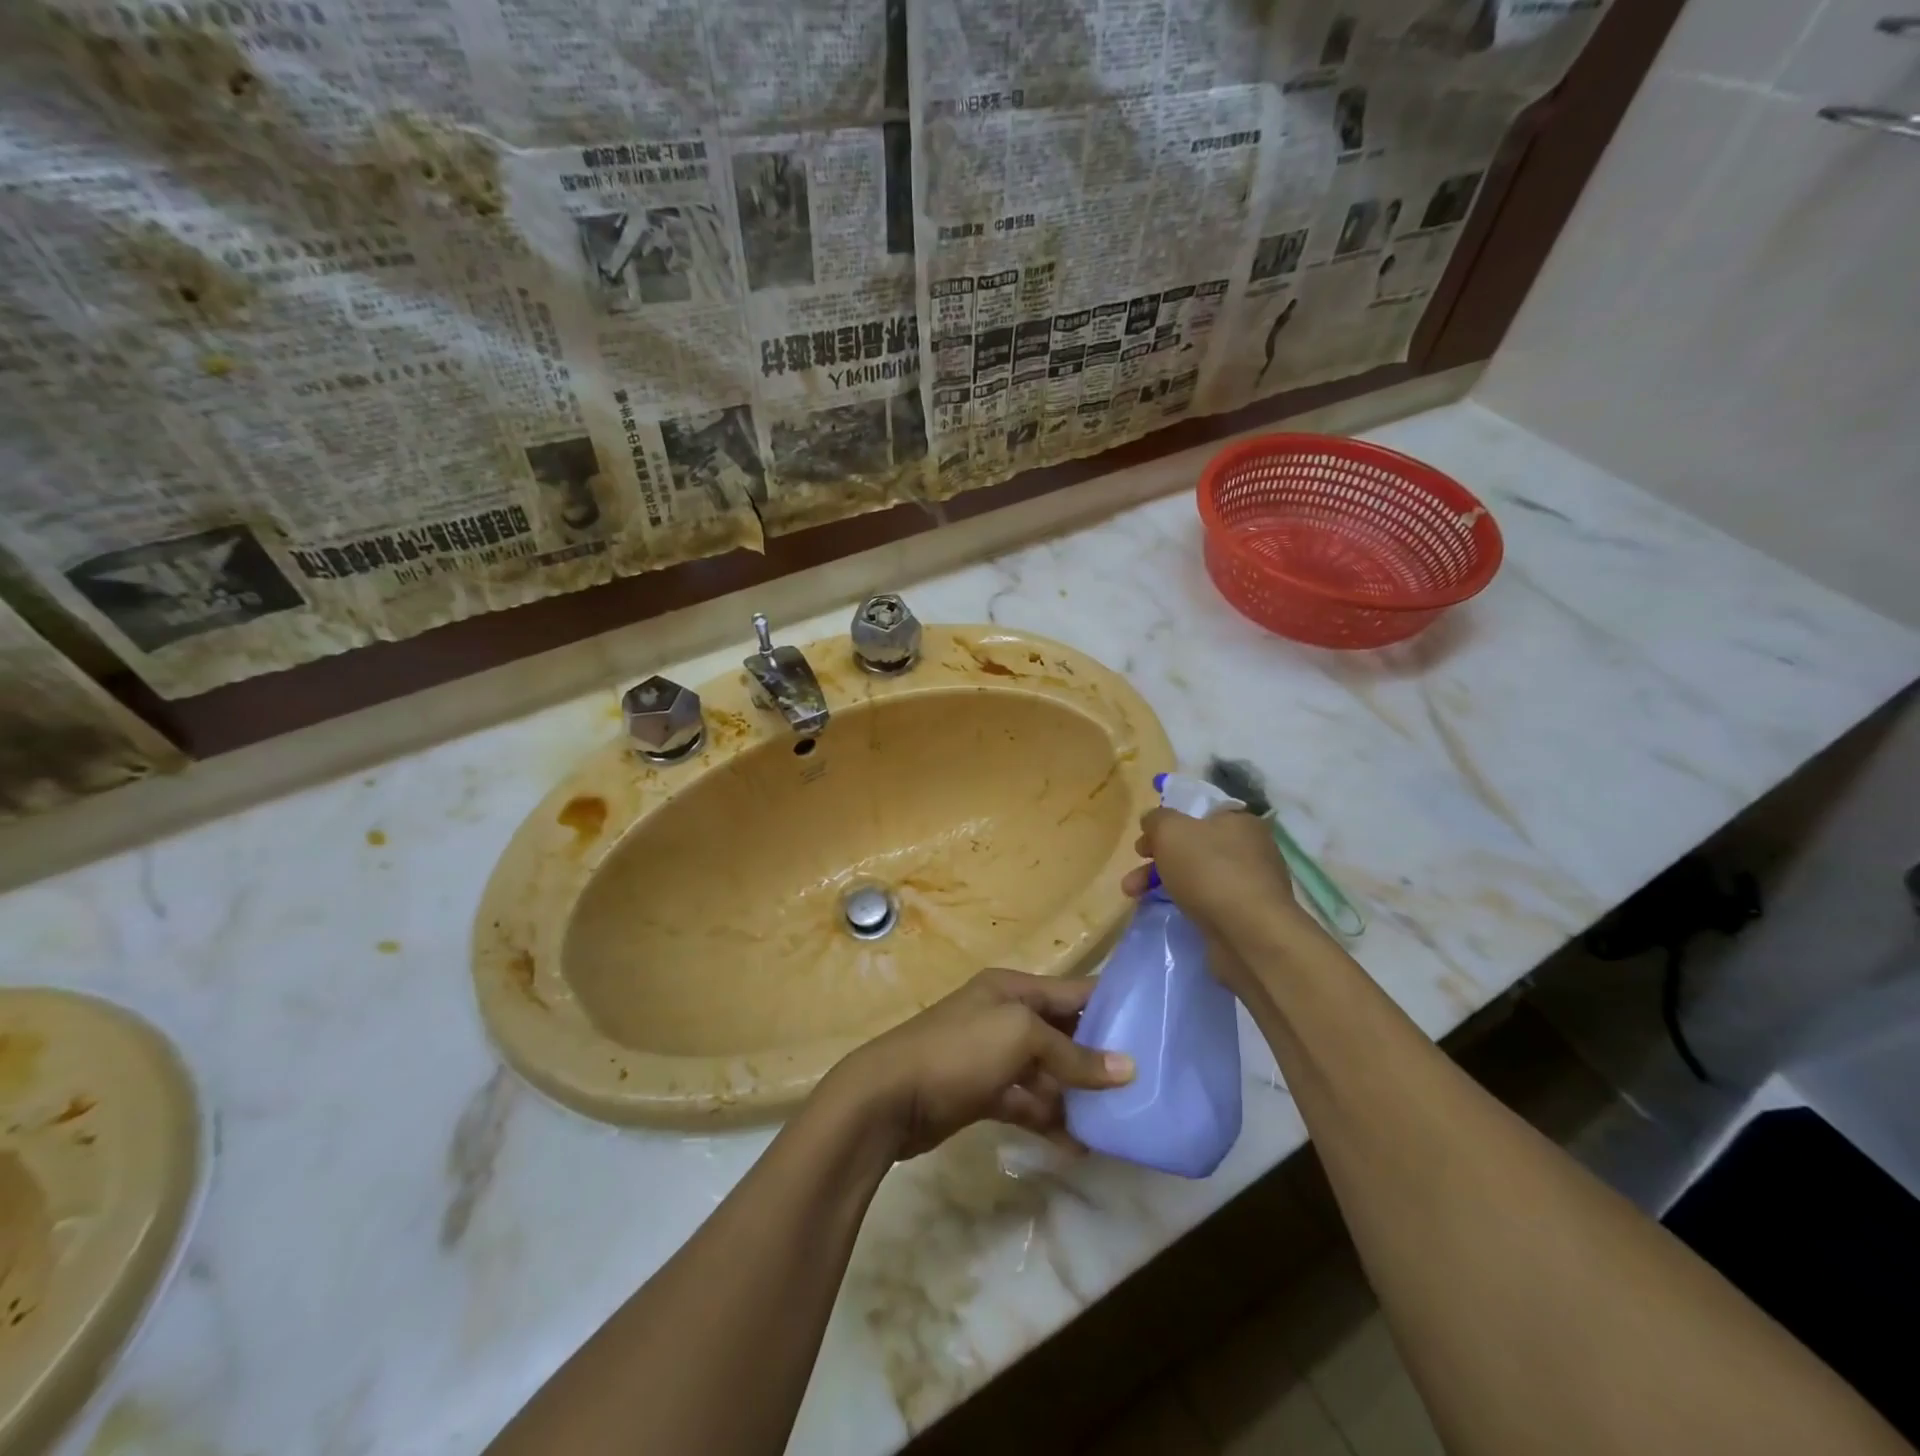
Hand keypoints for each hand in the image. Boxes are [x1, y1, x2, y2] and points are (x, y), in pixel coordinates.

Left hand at [828, 969, 1134, 1160]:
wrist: (889, 1097)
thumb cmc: (959, 1051)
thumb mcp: (1019, 1037)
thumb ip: (1073, 1053)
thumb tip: (1127, 1069)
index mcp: (1012, 989)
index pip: (1073, 992)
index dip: (1112, 1007)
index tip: (1155, 1028)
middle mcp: (1004, 1016)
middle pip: (1063, 1032)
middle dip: (1099, 1056)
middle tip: (1145, 1084)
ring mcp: (992, 1056)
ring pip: (1047, 1072)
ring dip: (1077, 1094)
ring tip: (1119, 1122)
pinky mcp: (982, 1093)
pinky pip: (1027, 1102)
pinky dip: (1050, 1119)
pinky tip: (1080, 1146)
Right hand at [1120, 808, 1307, 996]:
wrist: (1250, 935)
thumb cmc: (1210, 871)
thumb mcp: (1171, 831)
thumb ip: (1157, 819)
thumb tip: (1152, 821)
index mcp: (1239, 822)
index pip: (1198, 815)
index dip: (1166, 826)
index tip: (1143, 844)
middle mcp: (1251, 849)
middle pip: (1194, 848)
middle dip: (1157, 860)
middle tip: (1133, 876)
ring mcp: (1251, 885)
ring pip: (1198, 877)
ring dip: (1164, 884)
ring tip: (1134, 897)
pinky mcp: (1247, 916)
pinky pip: (1209, 903)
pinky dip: (1186, 905)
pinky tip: (1170, 913)